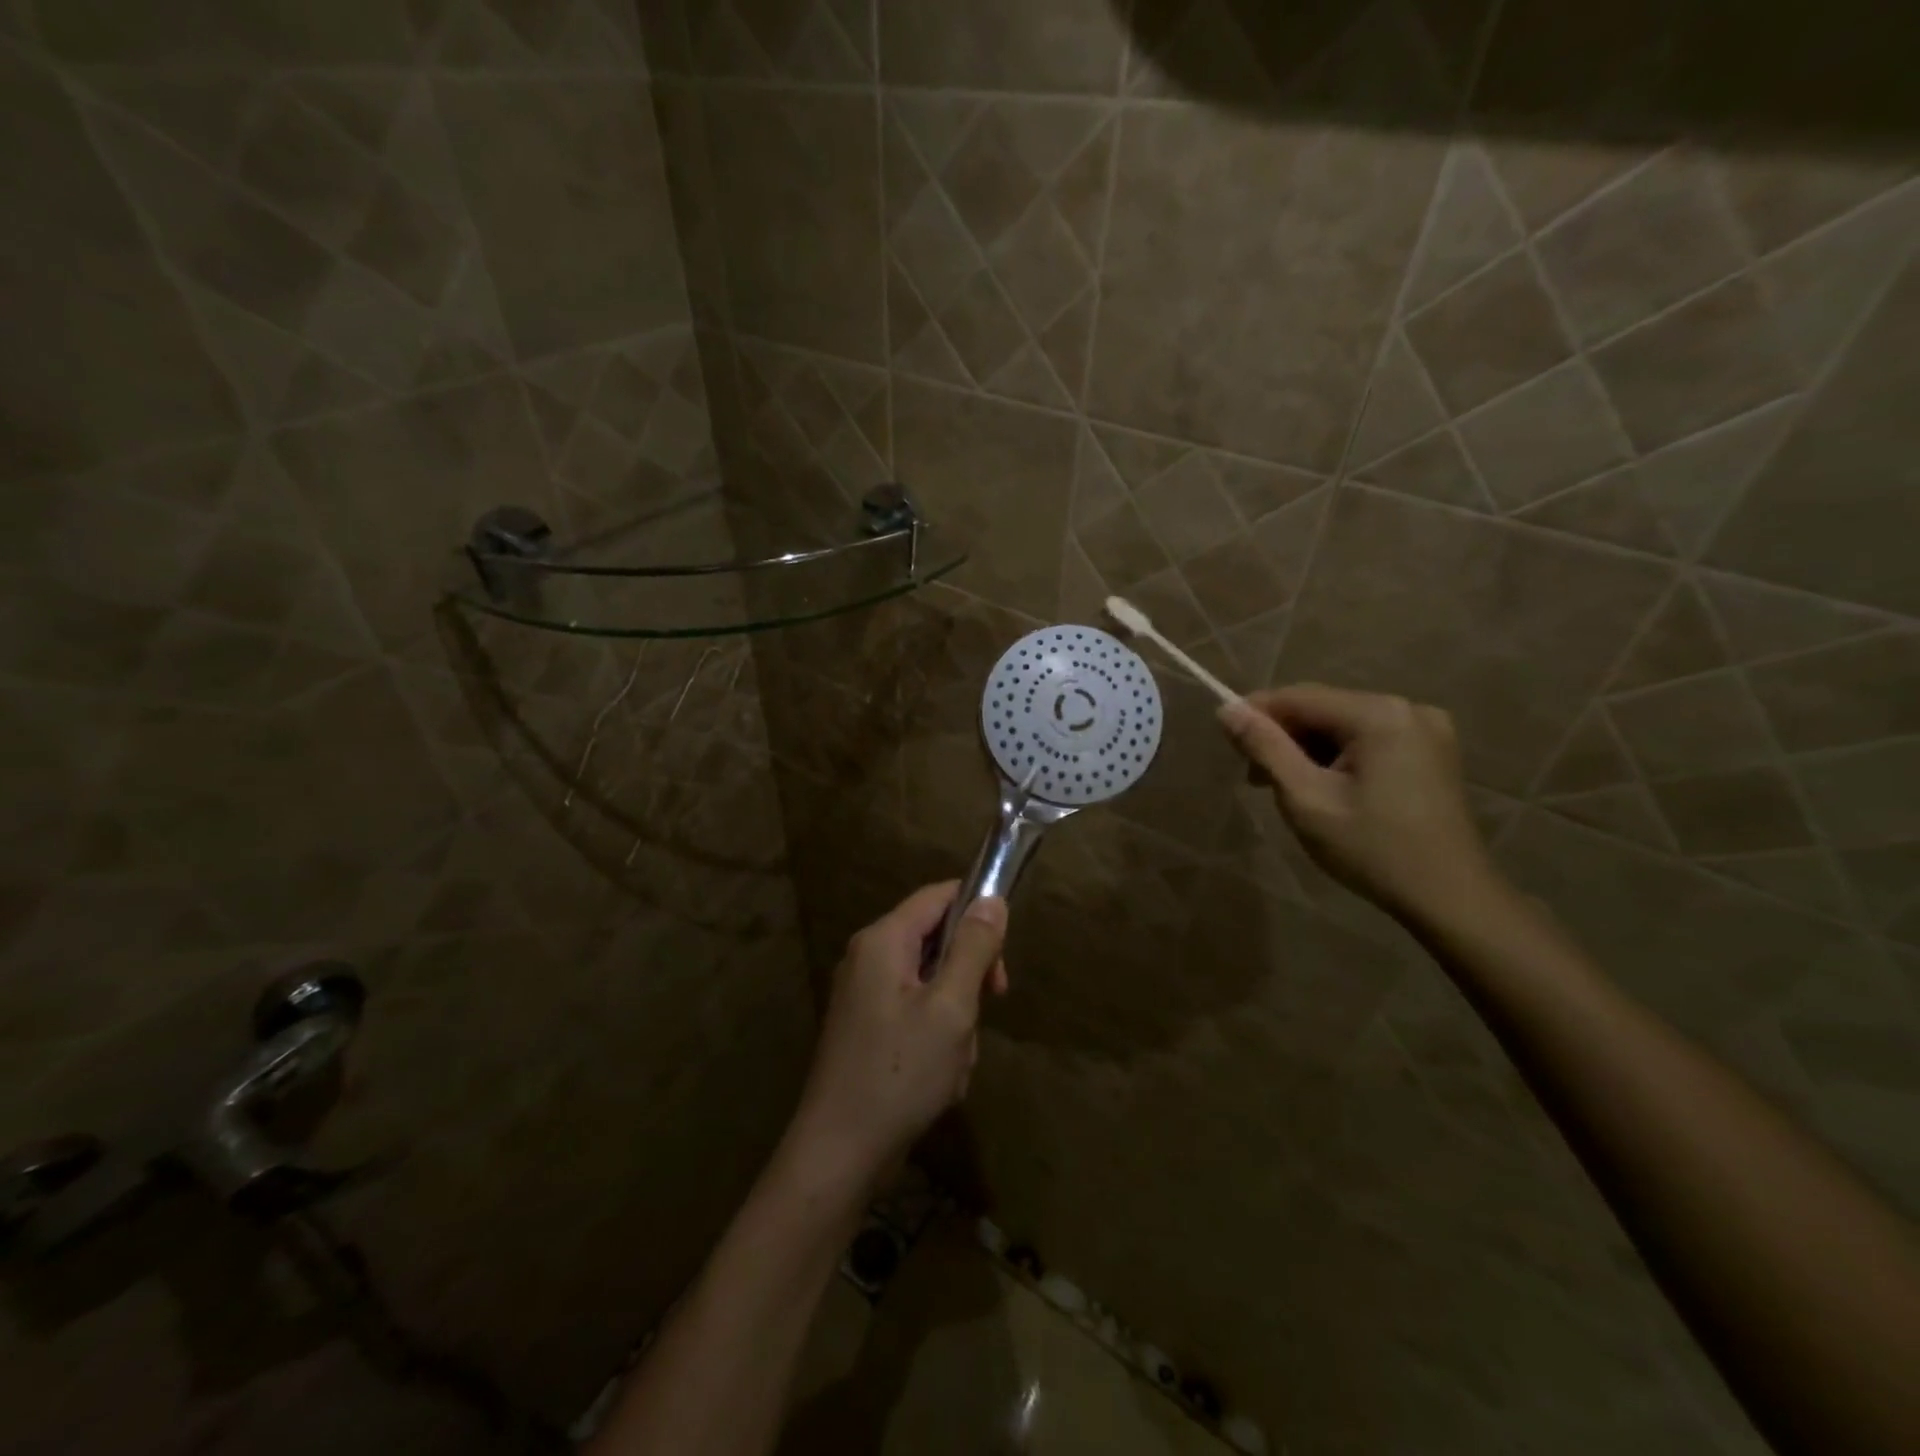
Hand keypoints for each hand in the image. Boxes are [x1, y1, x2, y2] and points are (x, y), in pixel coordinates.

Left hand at [785, 883, 1008, 1190]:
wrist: (838, 1153)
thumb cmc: (900, 1073)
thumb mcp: (950, 1007)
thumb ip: (973, 948)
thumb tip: (992, 900)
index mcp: (883, 940)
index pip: (939, 896)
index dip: (977, 912)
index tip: (1001, 957)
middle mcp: (869, 956)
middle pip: (936, 940)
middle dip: (968, 977)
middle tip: (985, 1011)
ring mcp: (864, 993)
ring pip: (932, 983)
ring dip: (955, 1018)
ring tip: (952, 1061)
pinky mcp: (867, 1026)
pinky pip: (915, 1012)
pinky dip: (936, 1037)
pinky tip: (938, 1078)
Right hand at [1218, 684, 1499, 925]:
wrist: (1450, 898)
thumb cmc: (1372, 849)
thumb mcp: (1306, 798)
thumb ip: (1265, 748)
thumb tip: (1226, 709)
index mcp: (1379, 714)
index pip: (1298, 697)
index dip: (1255, 714)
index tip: (1226, 743)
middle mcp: (1407, 708)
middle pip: (1322, 708)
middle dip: (1283, 737)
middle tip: (1255, 779)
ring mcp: (1425, 729)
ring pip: (1343, 725)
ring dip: (1308, 750)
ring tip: (1287, 789)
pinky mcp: (1432, 751)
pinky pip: (1368, 739)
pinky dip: (1338, 757)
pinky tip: (1325, 788)